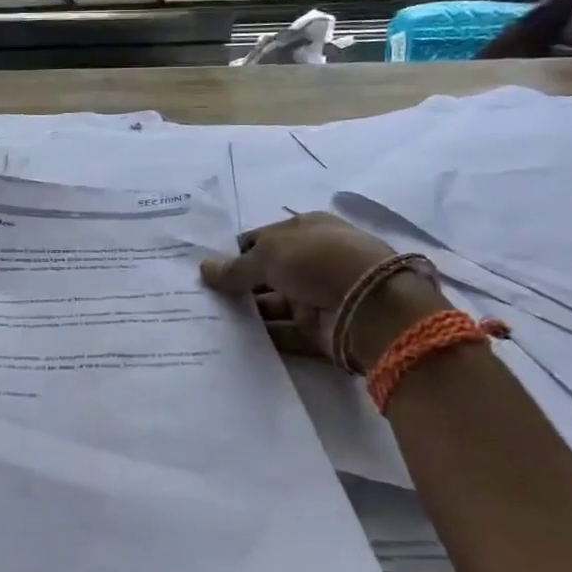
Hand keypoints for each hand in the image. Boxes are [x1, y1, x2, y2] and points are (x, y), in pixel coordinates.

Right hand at [200, 213, 442, 367]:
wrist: (371, 305)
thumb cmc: (317, 261)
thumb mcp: (269, 254)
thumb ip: (236, 267)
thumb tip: (205, 268)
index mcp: (306, 230)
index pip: (263, 239)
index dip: (235, 252)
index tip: (206, 269)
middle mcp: (312, 261)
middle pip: (267, 274)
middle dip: (237, 285)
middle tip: (200, 298)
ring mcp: (317, 296)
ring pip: (273, 304)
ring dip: (248, 313)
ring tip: (210, 321)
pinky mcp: (320, 330)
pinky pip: (285, 333)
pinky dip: (264, 337)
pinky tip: (233, 341)